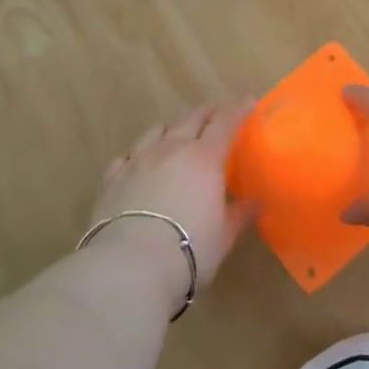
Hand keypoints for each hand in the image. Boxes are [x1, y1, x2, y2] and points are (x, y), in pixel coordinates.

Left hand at [90, 101, 258, 294]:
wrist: (130, 266)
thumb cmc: (190, 248)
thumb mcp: (224, 235)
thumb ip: (240, 214)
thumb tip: (257, 203)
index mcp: (204, 158)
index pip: (225, 122)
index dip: (238, 109)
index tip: (249, 102)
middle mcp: (171, 149)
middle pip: (191, 118)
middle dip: (208, 112)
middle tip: (218, 113)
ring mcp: (138, 161)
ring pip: (157, 130)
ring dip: (172, 127)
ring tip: (178, 133)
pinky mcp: (112, 179)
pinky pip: (126, 156)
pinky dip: (138, 154)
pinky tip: (139, 163)